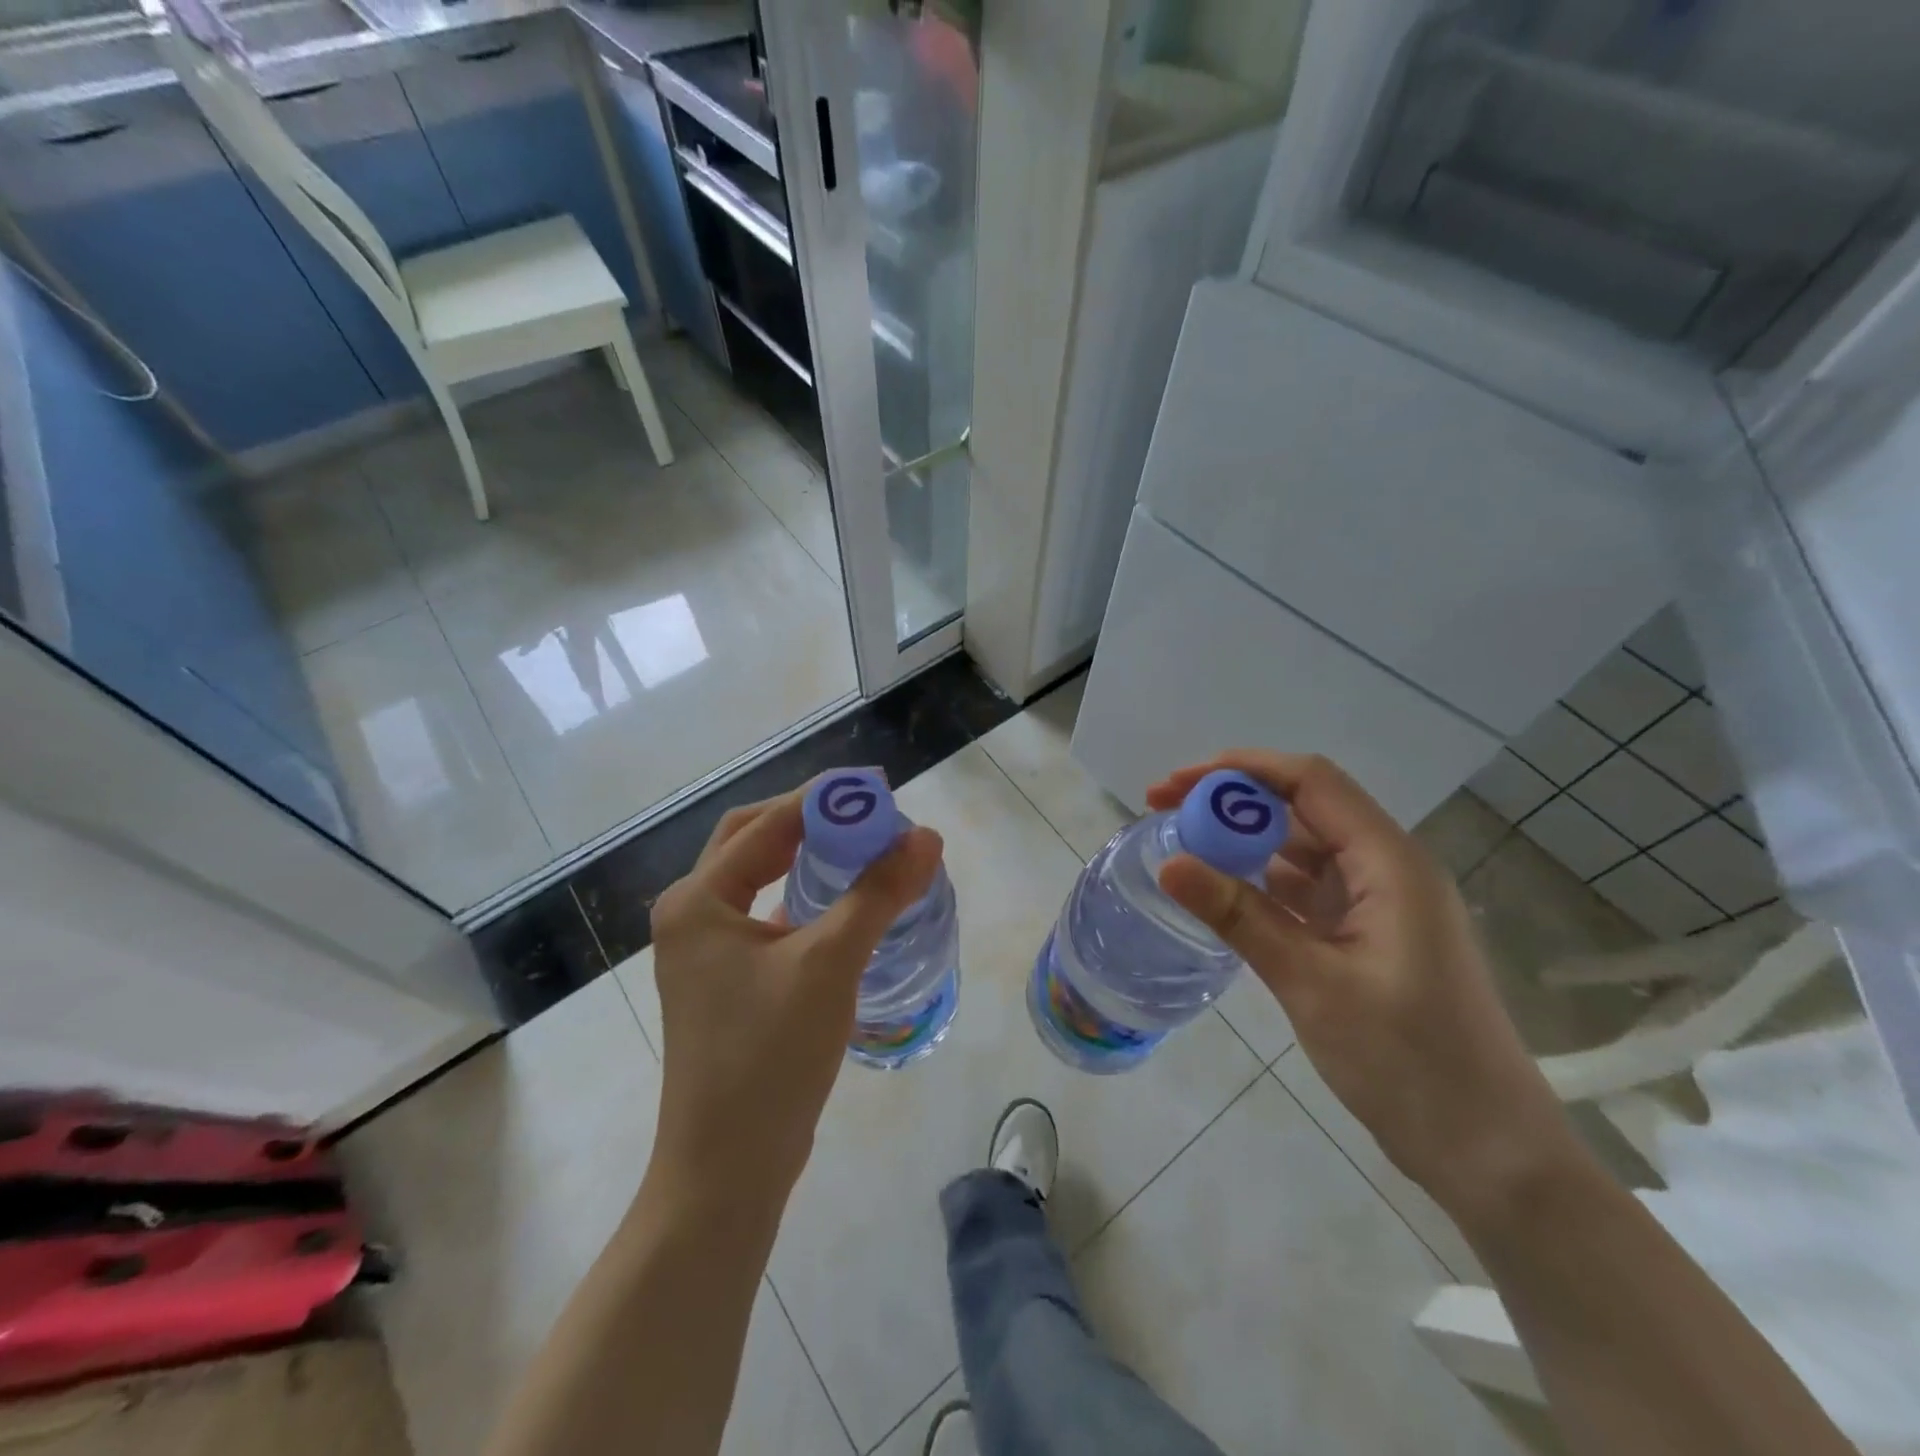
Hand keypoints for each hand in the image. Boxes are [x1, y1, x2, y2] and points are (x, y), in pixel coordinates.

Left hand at [647, 783, 942, 1210]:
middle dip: (810, 822)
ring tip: (863, 848)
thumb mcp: (829, 964)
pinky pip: (766, 918)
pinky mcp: (725, 982)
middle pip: (754, 842)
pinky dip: (804, 900)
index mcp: (699, 899)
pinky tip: (844, 905)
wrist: (727, 1170)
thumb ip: (877, 893)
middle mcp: (693, 915)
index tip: (878, 790)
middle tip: (867, 815)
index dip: (823, 801)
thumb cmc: (769, 1057)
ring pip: (760, 880)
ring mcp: (705, 952)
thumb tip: (926, 837)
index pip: (766, 824)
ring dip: (807, 858)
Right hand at [1150, 753, 1582, 1227]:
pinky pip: (1306, 889)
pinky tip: (1222, 890)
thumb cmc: (1410, 1063)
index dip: (1240, 769)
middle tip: (1163, 811)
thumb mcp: (1312, 984)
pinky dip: (1261, 881)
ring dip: (1243, 839)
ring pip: (1302, 848)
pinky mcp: (1368, 936)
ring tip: (1181, 845)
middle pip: (1302, 807)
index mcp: (1390, 863)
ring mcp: (1379, 904)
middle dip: (1231, 800)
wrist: (1489, 1154)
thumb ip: (1240, 917)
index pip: (1310, 782)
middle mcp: (1387, 868)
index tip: (1176, 783)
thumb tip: (1169, 863)